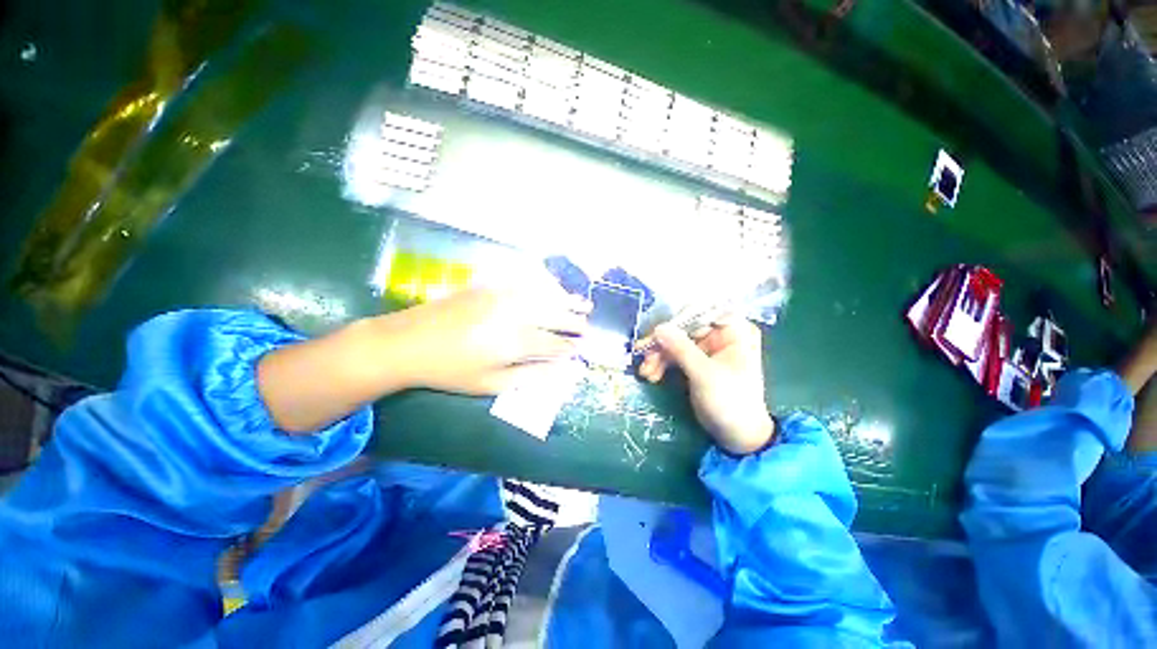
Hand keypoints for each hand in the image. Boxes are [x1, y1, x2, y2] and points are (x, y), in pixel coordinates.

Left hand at [380, 285, 589, 394]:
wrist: (409, 341)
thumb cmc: (451, 371)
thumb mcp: (490, 384)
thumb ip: (529, 376)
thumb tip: (560, 370)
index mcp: (516, 342)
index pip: (555, 343)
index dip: (571, 346)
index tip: (582, 349)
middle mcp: (516, 314)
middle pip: (556, 316)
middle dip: (576, 323)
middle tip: (590, 327)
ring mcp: (504, 296)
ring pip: (545, 296)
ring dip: (567, 301)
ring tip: (584, 304)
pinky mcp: (492, 286)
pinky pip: (527, 283)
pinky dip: (546, 287)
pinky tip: (554, 289)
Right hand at [637, 318, 773, 453]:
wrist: (737, 436)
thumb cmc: (730, 402)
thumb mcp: (704, 374)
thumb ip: (681, 349)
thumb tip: (658, 327)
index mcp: (733, 331)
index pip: (702, 313)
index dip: (678, 320)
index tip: (658, 332)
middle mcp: (720, 335)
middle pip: (683, 328)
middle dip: (663, 343)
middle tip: (644, 356)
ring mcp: (706, 349)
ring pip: (675, 342)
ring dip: (658, 356)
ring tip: (646, 372)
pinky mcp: (695, 362)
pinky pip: (674, 356)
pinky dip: (661, 364)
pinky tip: (651, 375)